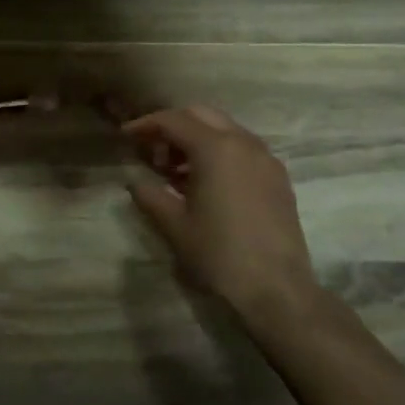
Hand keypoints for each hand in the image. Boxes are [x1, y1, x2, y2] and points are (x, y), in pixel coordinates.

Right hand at [124, 106, 336, 338]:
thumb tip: (135, 182)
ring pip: (225, 129)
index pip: (174, 120)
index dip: (146, 125)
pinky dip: (219, 151)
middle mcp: (244, 143)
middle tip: (152, 151)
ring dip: (197, 138)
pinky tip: (205, 182)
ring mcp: (266, 159)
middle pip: (201, 115)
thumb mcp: (174, 225)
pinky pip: (243, 148)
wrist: (276, 288)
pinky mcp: (278, 177)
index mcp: (216, 148)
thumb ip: (150, 195)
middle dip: (173, 126)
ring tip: (175, 170)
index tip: (126, 136)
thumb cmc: (219, 253)